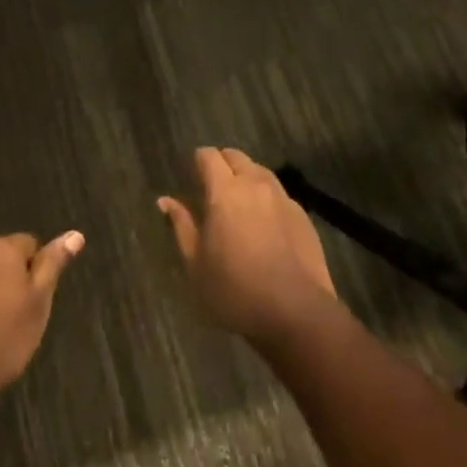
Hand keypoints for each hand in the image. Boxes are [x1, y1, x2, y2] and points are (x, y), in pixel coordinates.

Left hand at [0, 231, 84, 416]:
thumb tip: (75, 234)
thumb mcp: (38, 303)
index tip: (34, 303)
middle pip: (2, 256)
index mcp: (3, 247)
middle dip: (11, 278)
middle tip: (17, 317)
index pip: (30, 244)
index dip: (36, 273)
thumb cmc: (1, 339)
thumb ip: (53, 264)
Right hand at [158, 147, 337, 346]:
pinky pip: (278, 193)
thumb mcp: (196, 263)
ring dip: (245, 177)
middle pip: (235, 156)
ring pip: (259, 171)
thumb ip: (181, 225)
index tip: (192, 177)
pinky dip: (266, 197)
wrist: (295, 311)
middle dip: (222, 164)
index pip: (208, 155)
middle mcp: (254, 184)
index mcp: (224, 190)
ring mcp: (282, 197)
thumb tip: (165, 201)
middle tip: (213, 189)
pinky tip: (264, 223)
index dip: (198, 161)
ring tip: (238, 203)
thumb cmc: (234, 289)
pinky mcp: (301, 214)